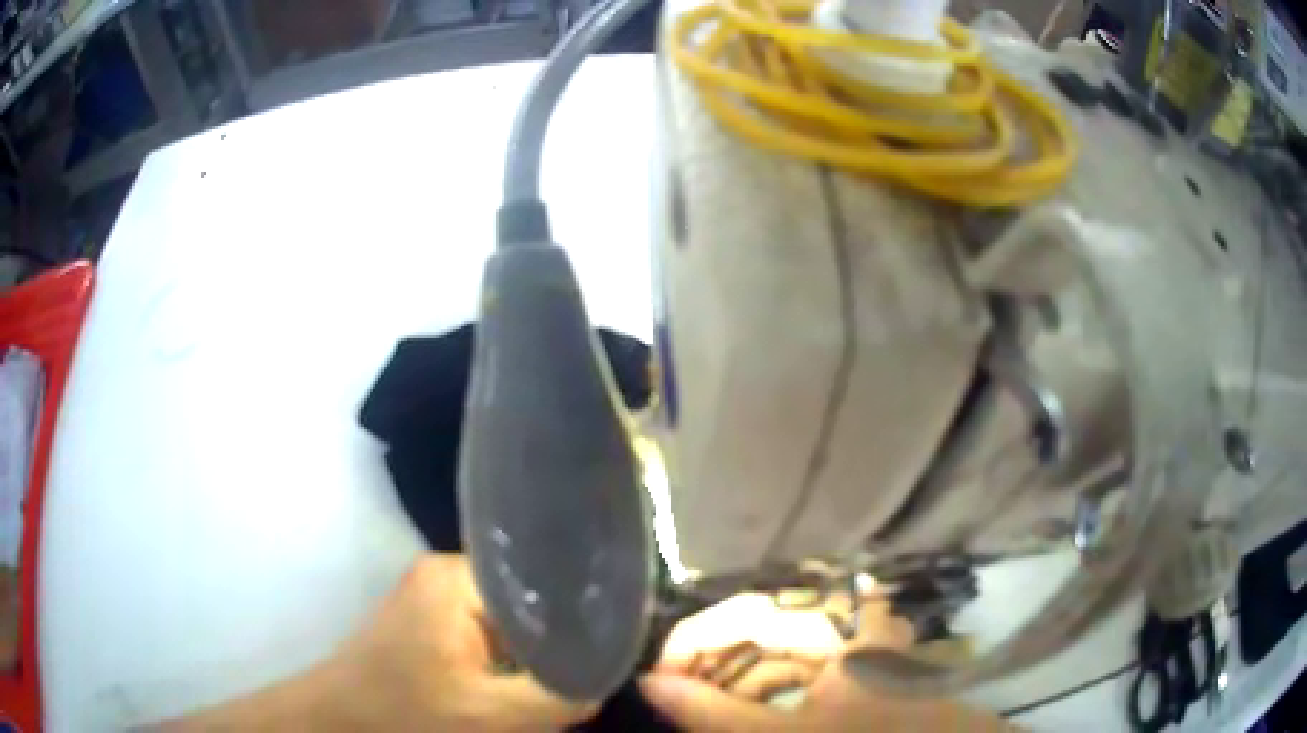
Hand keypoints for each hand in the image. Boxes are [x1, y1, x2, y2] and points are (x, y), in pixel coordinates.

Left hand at [166, 554, 595, 730]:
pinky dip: (511, 663)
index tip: (618, 642)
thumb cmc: (404, 715)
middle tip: (597, 672)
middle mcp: (446, 576)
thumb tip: (608, 679)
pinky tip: (527, 689)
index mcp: (456, 579)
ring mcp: (434, 598)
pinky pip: (488, 636)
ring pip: (509, 623)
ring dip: (536, 657)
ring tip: (567, 682)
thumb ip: (559, 695)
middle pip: (529, 601)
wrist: (336, 723)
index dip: (584, 613)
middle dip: (562, 642)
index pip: (544, 578)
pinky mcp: (429, 624)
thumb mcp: (491, 716)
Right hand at [642, 593, 1011, 731]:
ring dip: (733, 679)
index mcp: (841, 622)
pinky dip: (762, 691)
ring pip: (775, 650)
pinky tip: (737, 713)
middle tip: (671, 695)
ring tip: (696, 706)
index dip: (694, 640)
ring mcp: (853, 643)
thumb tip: (650, 684)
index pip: (749, 612)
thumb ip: (715, 713)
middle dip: (712, 663)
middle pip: (760, 628)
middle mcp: (848, 619)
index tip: (654, 673)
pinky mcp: (852, 668)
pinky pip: (796, 669)